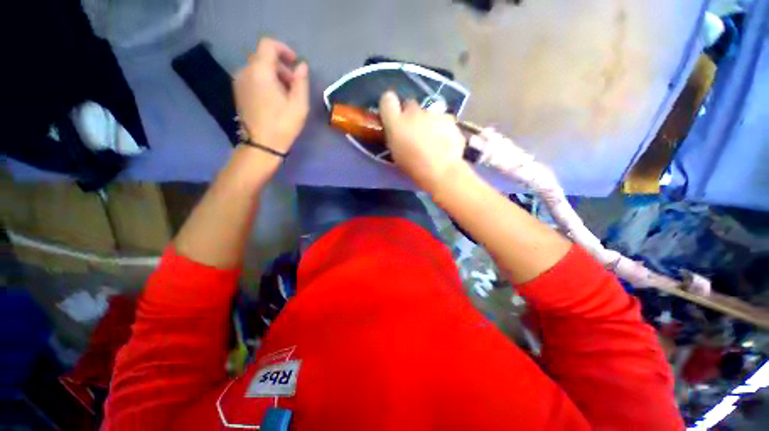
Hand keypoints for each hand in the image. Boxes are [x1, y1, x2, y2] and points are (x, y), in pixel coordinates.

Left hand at [234, 38, 308, 153]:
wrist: (261, 145)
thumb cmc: (283, 125)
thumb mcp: (299, 105)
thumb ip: (301, 81)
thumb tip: (302, 66)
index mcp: (260, 71)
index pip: (268, 45)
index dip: (283, 49)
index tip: (295, 63)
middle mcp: (245, 71)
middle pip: (263, 57)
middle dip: (281, 67)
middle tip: (294, 85)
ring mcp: (239, 82)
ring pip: (257, 68)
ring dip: (274, 75)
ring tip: (286, 95)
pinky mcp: (238, 92)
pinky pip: (252, 78)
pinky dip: (265, 81)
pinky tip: (274, 99)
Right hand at [379, 91, 466, 195]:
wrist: (440, 169)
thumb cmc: (413, 165)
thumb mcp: (396, 153)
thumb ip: (396, 136)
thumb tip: (399, 130)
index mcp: (396, 122)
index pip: (387, 100)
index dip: (390, 105)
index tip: (393, 114)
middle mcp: (414, 112)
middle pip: (410, 105)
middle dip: (411, 115)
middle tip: (414, 132)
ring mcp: (434, 114)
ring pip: (429, 113)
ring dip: (429, 122)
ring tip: (433, 140)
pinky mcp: (450, 120)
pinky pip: (444, 121)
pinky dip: (443, 129)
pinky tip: (445, 142)